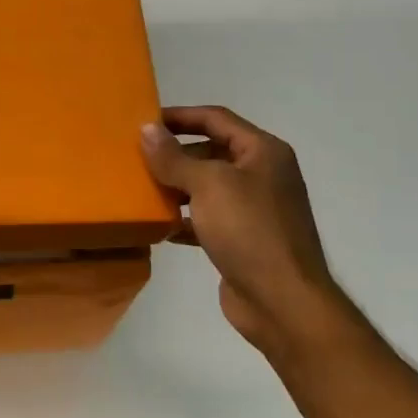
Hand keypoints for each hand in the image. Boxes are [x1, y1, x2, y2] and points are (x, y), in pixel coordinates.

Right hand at [140, 105, 345, 355]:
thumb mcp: (207, 185)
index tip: (144, 122)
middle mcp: (261, 175)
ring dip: (175, 187)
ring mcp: (254, 209)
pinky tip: (157, 225)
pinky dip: (183, 219)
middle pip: (211, 151)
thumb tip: (146, 129)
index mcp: (262, 152)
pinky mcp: (242, 240)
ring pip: (206, 187)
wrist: (282, 301)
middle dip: (174, 154)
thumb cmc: (249, 230)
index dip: (180, 116)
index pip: (216, 118)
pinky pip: (206, 218)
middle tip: (135, 157)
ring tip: (139, 188)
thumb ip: (174, 157)